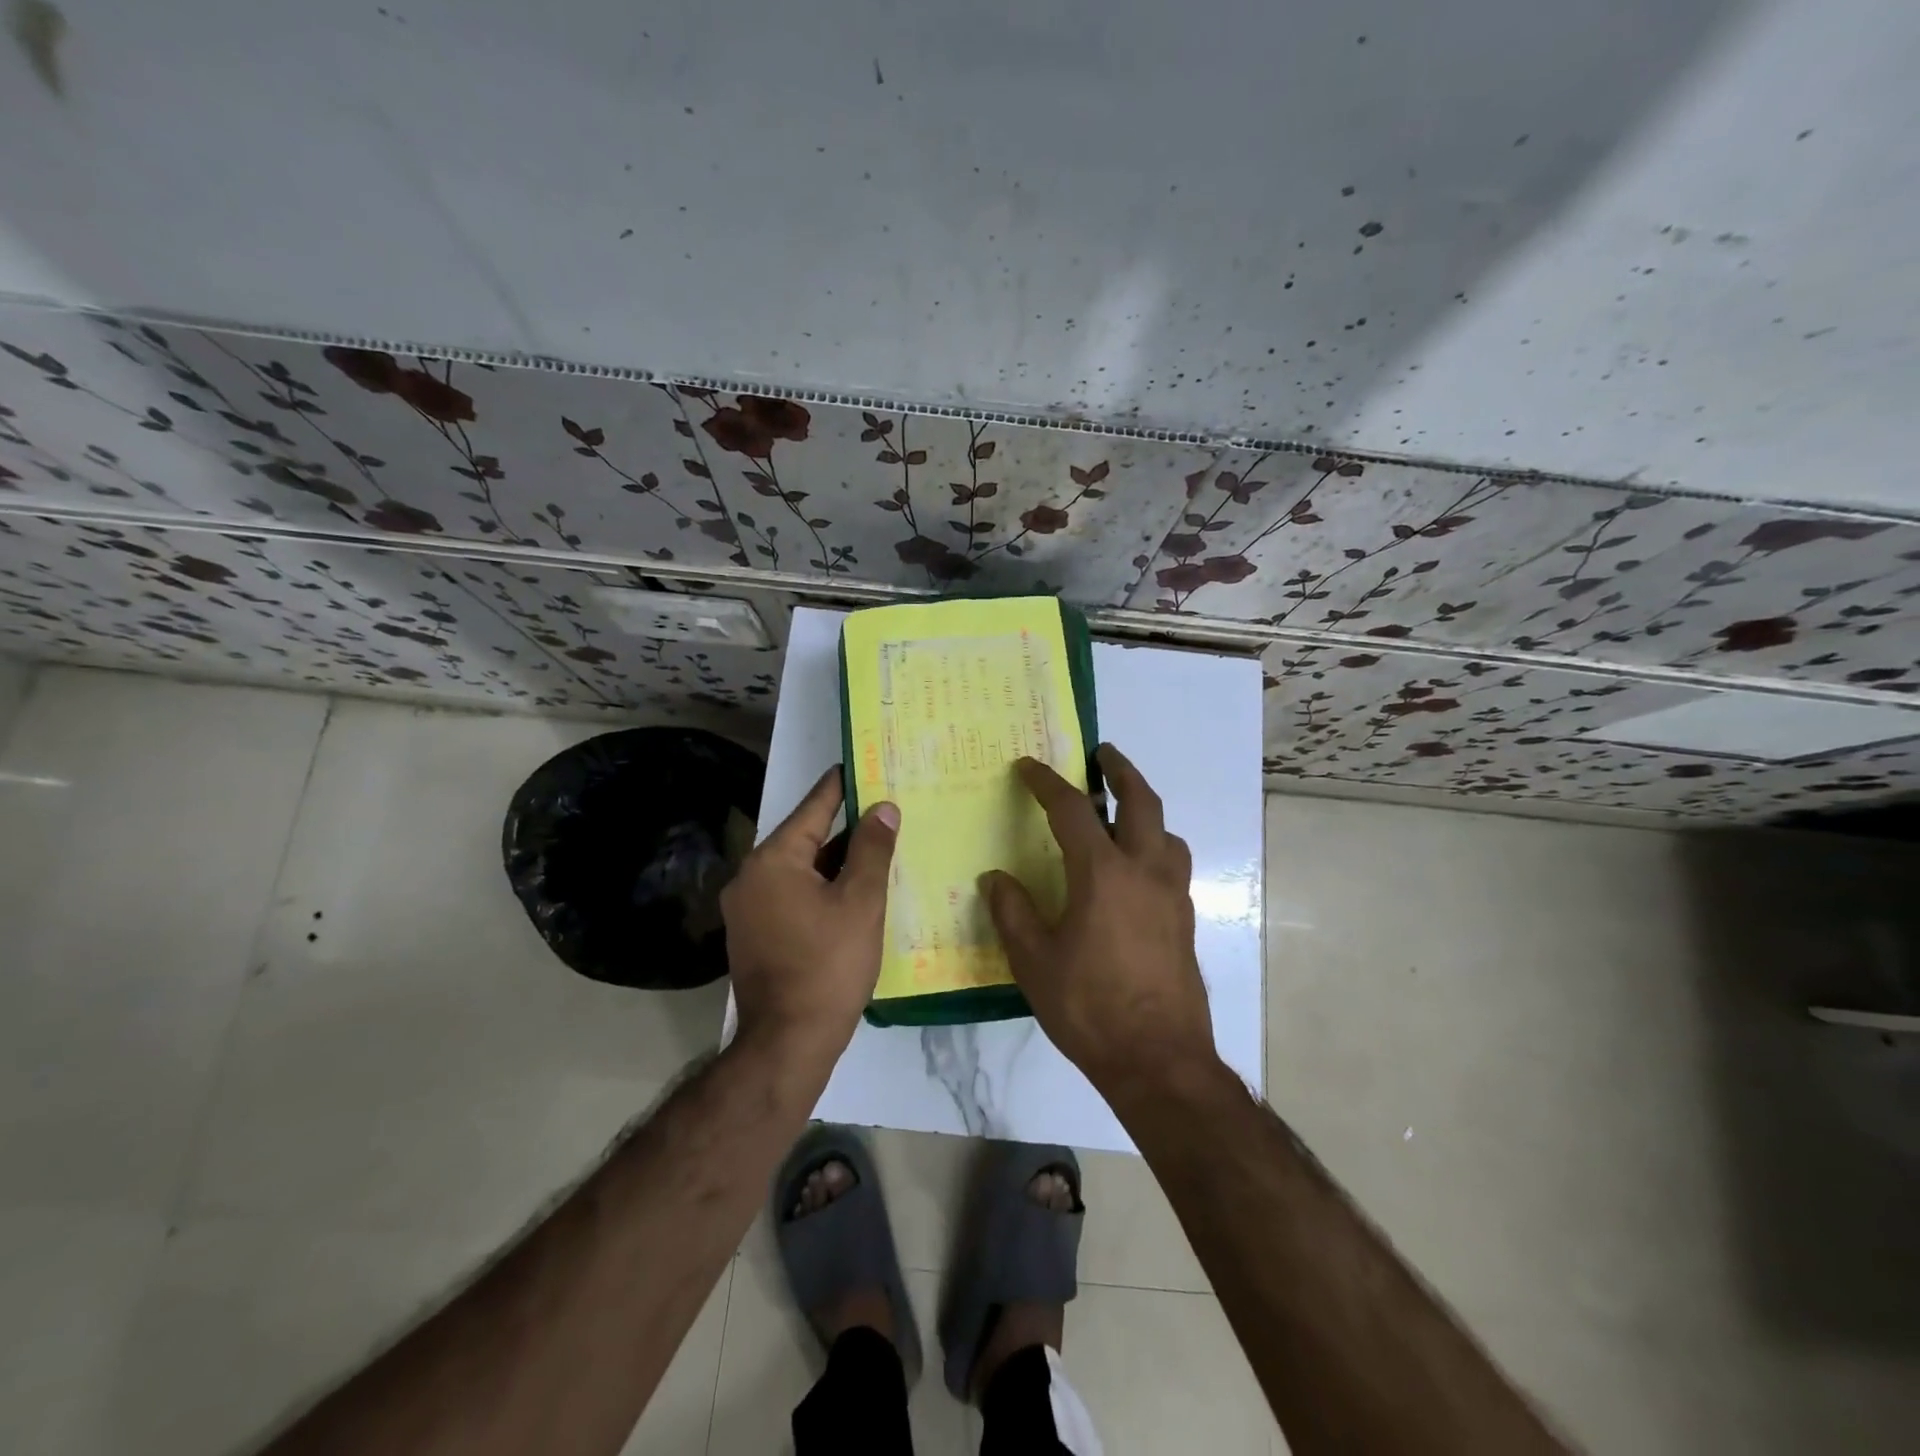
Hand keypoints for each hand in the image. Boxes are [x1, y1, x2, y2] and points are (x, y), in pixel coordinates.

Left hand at [723, 767, 898, 1049]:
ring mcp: (748, 909)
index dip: (840, 787)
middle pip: (805, 839)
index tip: (861, 765)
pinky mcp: (754, 934)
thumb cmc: (828, 966)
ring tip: (876, 848)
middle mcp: (751, 877)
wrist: (787, 1042)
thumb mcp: (860, 902)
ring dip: (835, 862)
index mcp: (773, 861)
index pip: (813, 809)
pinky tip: (852, 891)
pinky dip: (821, 888)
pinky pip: (792, 895)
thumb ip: (872, 849)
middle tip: (882, 811)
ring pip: (800, 870)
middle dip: (844, 827)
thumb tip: (883, 808)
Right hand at [980, 744, 1214, 1093]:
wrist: (1159, 1060)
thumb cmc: (1089, 1007)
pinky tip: (1137, 870)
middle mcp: (1144, 870)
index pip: (1071, 810)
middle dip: (1120, 770)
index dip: (1046, 783)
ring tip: (1122, 813)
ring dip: (1145, 809)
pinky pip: (1173, 863)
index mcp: (1102, 873)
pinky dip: (1156, 846)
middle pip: (1140, 801)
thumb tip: (995, 878)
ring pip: (1166, 831)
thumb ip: (1012, 912)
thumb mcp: (1034, 961)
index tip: (1028, 767)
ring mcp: (1172, 894)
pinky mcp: (1186, 919)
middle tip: (1103, 753)